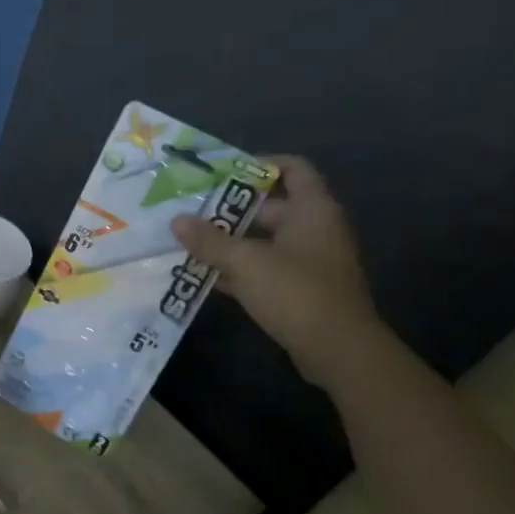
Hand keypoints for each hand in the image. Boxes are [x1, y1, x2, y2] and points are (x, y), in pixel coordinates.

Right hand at [172, 156, 381, 386]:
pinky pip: (264, 268)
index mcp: (312, 210)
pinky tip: (204, 275)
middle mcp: (314, 229)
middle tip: (191, 210)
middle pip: (271, 206)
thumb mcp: (245, 262)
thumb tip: (177, 221)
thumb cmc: (296, 292)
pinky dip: (238, 269)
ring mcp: (309, 261)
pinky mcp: (300, 289)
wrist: (338, 350)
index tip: (222, 173)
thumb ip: (209, 240)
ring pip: (263, 240)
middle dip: (230, 208)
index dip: (260, 164)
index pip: (293, 168)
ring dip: (229, 241)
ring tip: (189, 241)